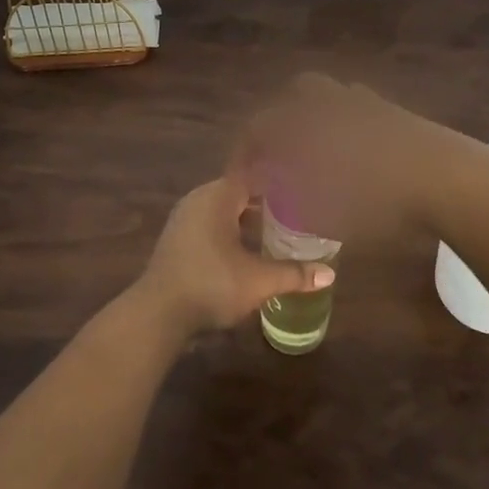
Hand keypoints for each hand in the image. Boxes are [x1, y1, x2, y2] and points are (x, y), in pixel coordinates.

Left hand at [135, 177, 334, 336]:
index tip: (299, 190)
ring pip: (222, 210)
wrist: (159, 312)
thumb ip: (294, 274)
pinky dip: (228, 231)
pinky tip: (245, 250)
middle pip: (238, 192)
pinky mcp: (176, 238)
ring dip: (245, 219)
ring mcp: (183, 218)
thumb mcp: (259, 281)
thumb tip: (329, 275)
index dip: (276, 182)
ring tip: (274, 232)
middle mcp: (198, 199)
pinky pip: (209, 224)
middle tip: (294, 213)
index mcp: (218, 197)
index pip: (252, 176)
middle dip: (264, 202)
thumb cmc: (211, 285)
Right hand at [229, 73, 464, 244]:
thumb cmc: (378, 201)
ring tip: (317, 149)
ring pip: (329, 95)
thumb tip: (279, 198)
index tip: (244, 177)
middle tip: (281, 153)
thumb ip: (294, 205)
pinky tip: (353, 148)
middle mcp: (329, 104)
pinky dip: (346, 120)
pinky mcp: (393, 109)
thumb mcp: (327, 216)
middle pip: (294, 96)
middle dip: (281, 120)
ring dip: (315, 115)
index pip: (259, 128)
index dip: (246, 152)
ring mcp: (364, 102)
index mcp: (305, 124)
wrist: (448, 180)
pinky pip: (357, 105)